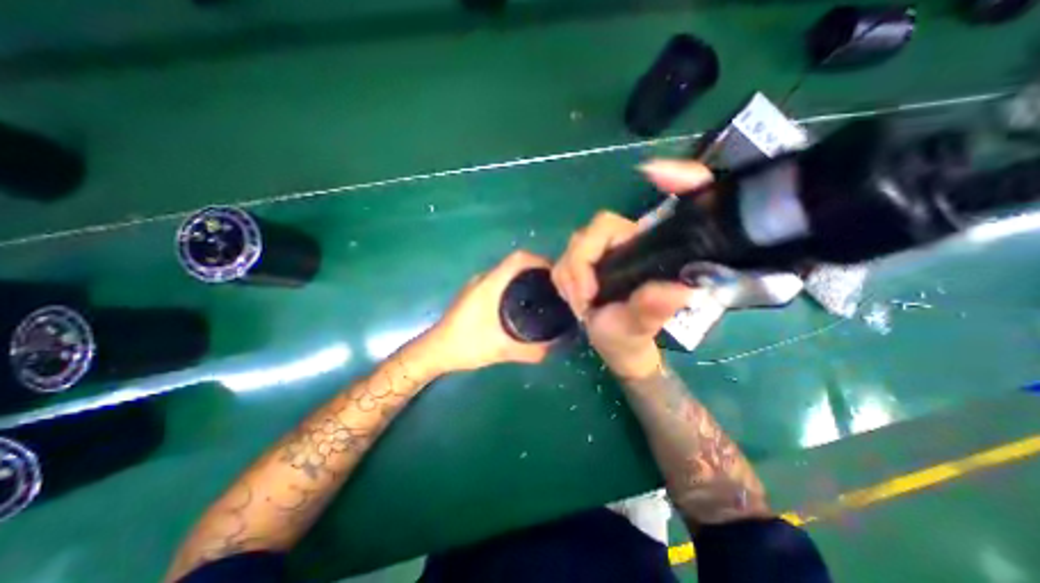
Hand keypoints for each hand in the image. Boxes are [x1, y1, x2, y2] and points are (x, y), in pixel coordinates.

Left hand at [421, 250, 555, 372]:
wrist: (434, 351)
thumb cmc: (465, 345)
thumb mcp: (501, 350)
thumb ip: (530, 351)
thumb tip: (554, 349)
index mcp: (490, 284)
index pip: (518, 259)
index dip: (539, 260)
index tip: (556, 273)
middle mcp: (483, 279)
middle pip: (514, 264)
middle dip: (536, 271)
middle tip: (554, 288)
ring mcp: (476, 286)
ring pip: (506, 273)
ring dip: (524, 278)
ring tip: (542, 295)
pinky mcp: (473, 294)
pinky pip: (498, 282)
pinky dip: (513, 286)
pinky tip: (520, 305)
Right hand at [553, 158, 724, 378]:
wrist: (611, 346)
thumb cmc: (631, 336)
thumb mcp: (640, 327)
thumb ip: (653, 310)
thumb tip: (680, 290)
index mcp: (656, 250)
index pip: (676, 201)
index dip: (677, 177)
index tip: (653, 172)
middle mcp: (633, 241)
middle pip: (599, 227)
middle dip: (582, 263)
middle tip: (584, 298)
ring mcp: (608, 247)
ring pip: (577, 242)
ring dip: (570, 275)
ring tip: (580, 305)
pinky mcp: (588, 257)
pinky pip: (566, 255)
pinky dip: (564, 277)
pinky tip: (574, 297)